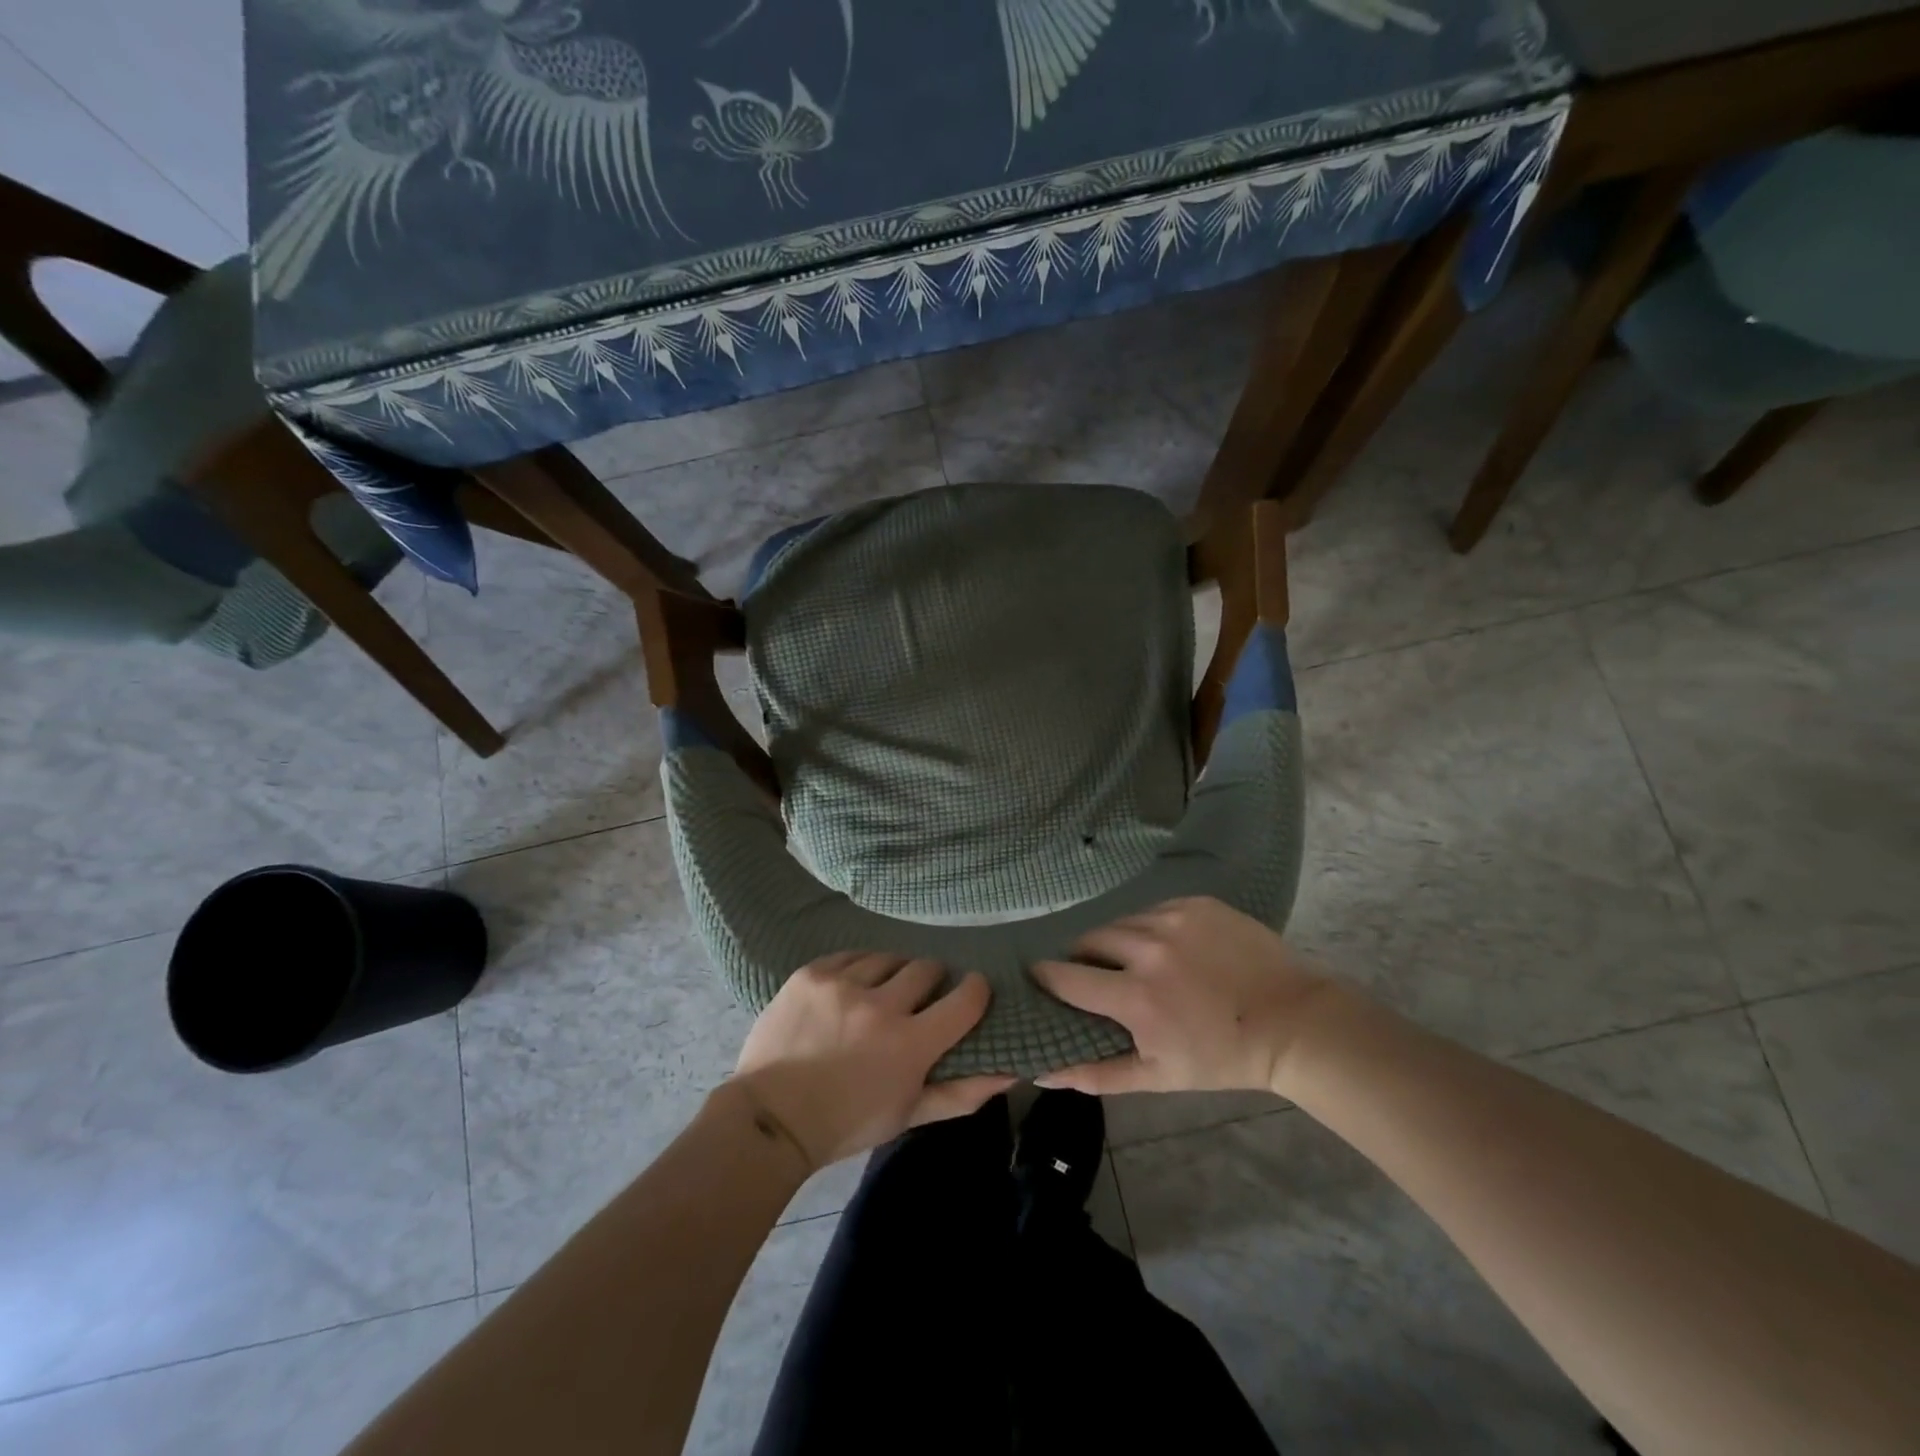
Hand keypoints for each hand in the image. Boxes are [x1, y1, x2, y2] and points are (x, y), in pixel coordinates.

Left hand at [732, 953, 1015, 1170]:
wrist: (771, 1118)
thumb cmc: (847, 1123)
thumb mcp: (909, 1114)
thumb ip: (961, 1093)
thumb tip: (1011, 1073)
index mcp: (910, 1044)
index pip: (965, 999)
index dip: (975, 990)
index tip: (972, 989)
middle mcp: (881, 1005)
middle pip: (926, 968)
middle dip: (931, 980)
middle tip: (920, 997)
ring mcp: (843, 984)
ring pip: (888, 958)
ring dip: (893, 972)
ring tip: (881, 991)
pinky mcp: (812, 973)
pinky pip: (851, 955)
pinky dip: (858, 968)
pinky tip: (851, 987)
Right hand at [1031, 897, 1339, 1096]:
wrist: (1294, 1023)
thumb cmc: (1223, 1058)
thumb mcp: (1158, 1076)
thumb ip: (1096, 1074)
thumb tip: (1042, 1073)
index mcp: (1135, 996)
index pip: (1066, 977)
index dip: (1046, 977)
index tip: (1038, 978)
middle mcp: (1148, 948)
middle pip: (1089, 940)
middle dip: (1083, 957)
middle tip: (1094, 974)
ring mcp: (1174, 919)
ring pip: (1121, 922)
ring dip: (1117, 941)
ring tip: (1132, 960)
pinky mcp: (1196, 903)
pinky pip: (1153, 910)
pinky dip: (1149, 927)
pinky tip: (1168, 947)